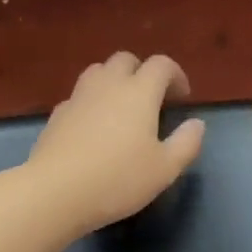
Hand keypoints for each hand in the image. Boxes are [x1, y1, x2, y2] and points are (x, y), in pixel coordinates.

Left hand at [28, 53, 205, 233]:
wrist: (55, 192)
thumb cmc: (118, 179)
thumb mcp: (165, 169)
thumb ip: (186, 143)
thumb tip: (196, 124)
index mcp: (139, 92)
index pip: (161, 65)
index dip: (175, 75)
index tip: (182, 97)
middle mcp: (108, 85)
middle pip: (126, 59)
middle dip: (142, 71)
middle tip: (152, 98)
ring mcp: (78, 97)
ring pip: (98, 71)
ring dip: (114, 80)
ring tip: (122, 107)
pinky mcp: (57, 115)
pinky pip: (78, 96)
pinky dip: (91, 102)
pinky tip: (94, 127)